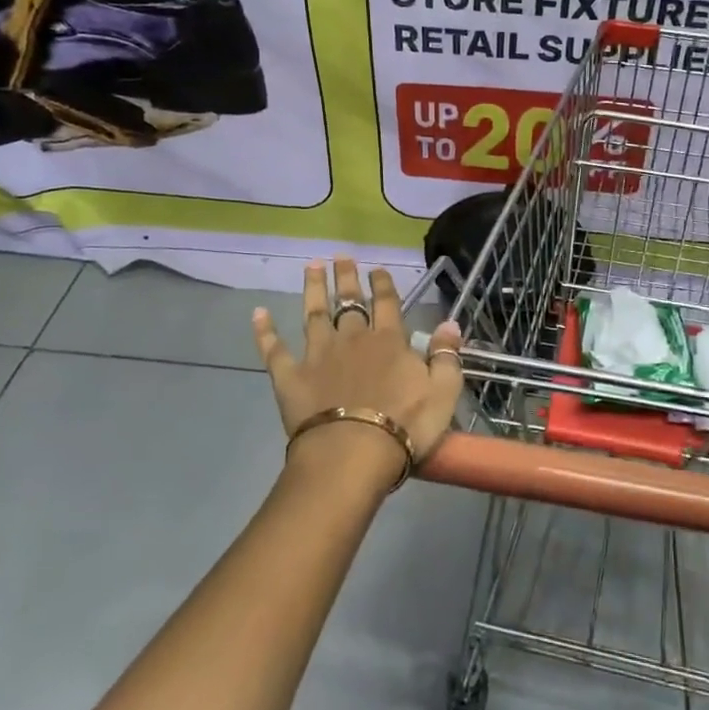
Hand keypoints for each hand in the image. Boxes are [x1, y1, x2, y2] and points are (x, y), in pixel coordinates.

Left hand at [253, 259, 463, 488]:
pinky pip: (275, 349)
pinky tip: (258, 314)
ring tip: (311, 267)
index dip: (382, 284)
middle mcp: (352, 339)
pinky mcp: (290, 377)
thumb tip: (450, 323)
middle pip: (348, 301)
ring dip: (313, 289)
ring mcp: (317, 355)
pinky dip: (265, 331)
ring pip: (314, 314)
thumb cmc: (405, 426)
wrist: (353, 453)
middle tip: (340, 256)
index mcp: (389, 341)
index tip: (377, 269)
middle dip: (346, 278)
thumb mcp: (443, 392)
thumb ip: (446, 356)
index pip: (387, 303)